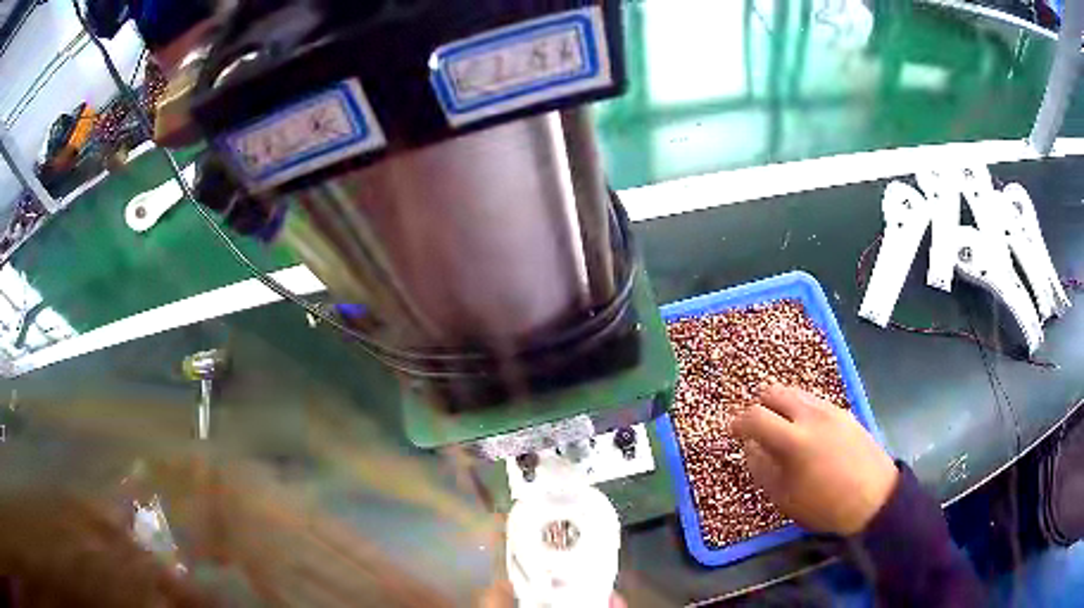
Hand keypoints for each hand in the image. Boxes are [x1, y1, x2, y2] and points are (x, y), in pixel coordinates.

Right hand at [732, 384, 897, 535]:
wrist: (874, 497)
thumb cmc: (825, 504)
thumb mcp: (784, 496)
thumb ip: (761, 468)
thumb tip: (750, 447)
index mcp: (793, 440)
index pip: (755, 416)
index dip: (739, 423)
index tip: (734, 433)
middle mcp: (811, 415)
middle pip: (774, 391)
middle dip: (759, 406)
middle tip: (758, 428)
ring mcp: (830, 409)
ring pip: (795, 392)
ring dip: (781, 406)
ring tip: (782, 430)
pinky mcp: (844, 411)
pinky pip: (814, 400)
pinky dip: (801, 410)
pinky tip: (807, 433)